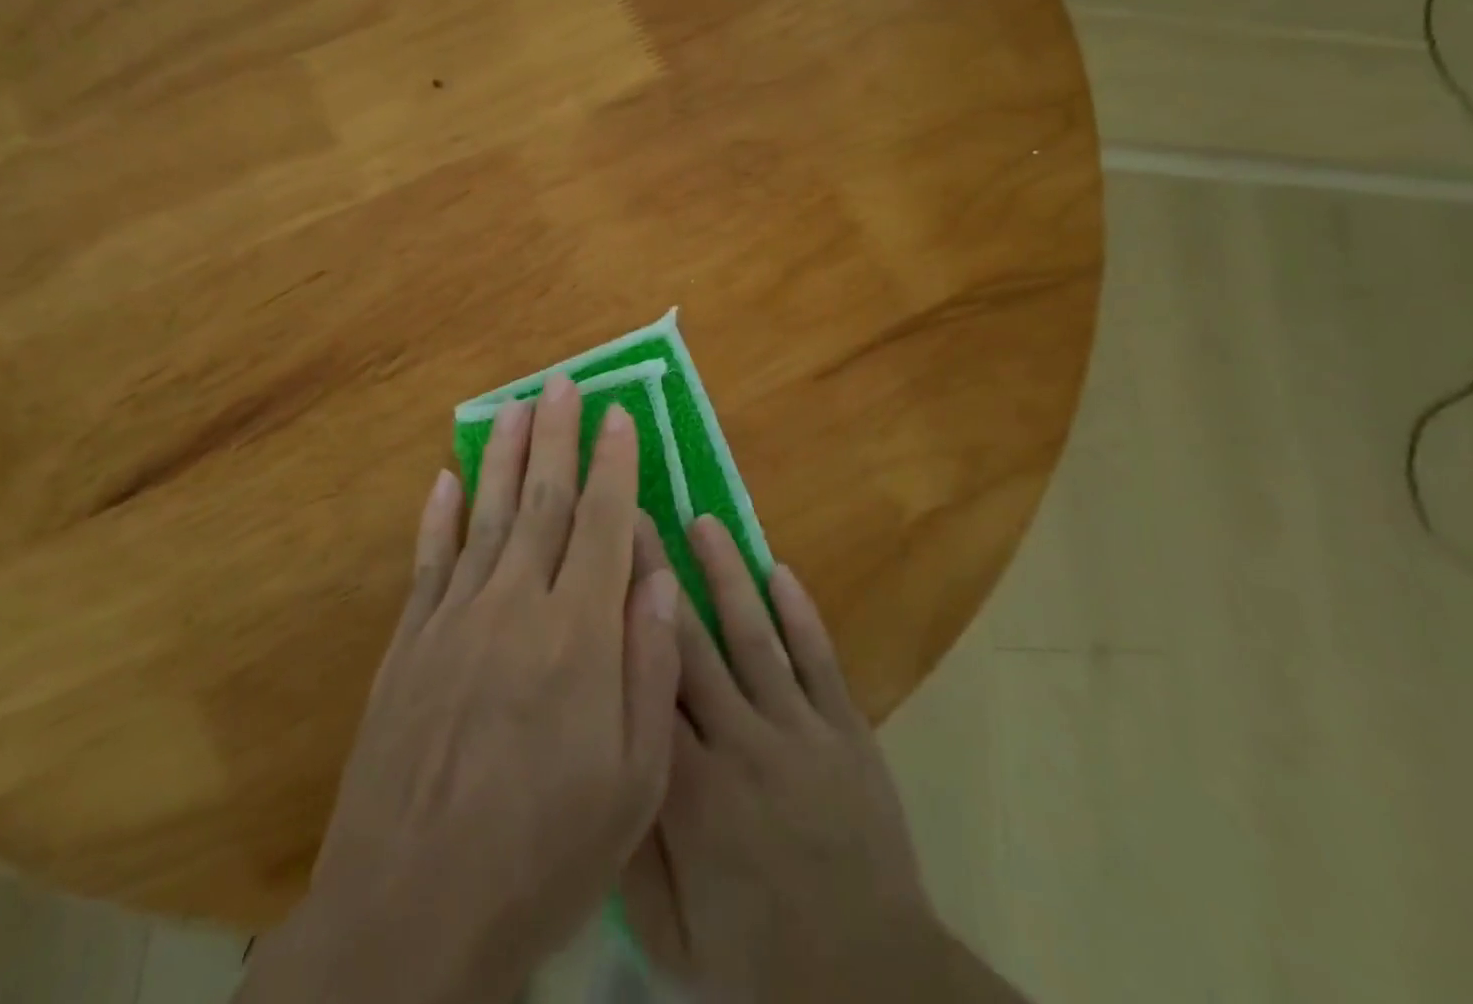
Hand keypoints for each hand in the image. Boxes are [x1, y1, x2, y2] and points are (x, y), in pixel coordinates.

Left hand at [240, 377, 681, 1003]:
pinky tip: (446, 478)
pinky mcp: (408, 643)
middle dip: (557, 435)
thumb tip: (655, 576)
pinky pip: (428, 560)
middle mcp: (514, 605)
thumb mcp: (632, 782)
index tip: (620, 415)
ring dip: (504, 456)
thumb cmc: (543, 852)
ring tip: (514, 406)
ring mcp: (453, 618)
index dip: (614, 463)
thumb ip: (649, 668)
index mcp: (577, 635)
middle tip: (563, 383)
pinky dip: (439, 514)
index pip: (603, 523)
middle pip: (543, 500)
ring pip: (487, 514)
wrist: (412, 913)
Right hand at [622, 517, 1026, 1003]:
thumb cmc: (759, 963)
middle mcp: (742, 743)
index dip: (618, 617)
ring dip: (727, 575)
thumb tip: (600, 759)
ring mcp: (801, 731)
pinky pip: (820, 660)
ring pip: (754, 635)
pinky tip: (781, 570)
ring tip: (704, 522)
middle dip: (657, 574)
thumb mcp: (670, 934)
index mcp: (692, 792)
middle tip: (636, 516)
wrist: (874, 988)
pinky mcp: (847, 732)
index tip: (599, 564)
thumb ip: (629, 843)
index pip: (644, 682)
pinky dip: (801, 614)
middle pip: (690, 642)